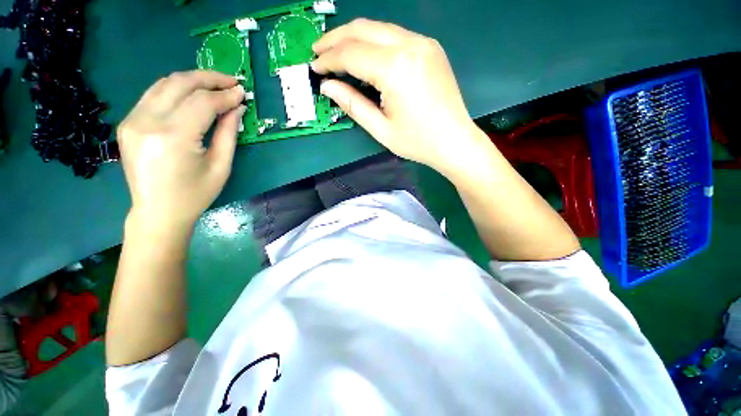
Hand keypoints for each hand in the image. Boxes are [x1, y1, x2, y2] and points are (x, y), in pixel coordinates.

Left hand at [117, 71, 245, 231]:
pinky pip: (153, 95)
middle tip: (231, 81)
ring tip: (215, 84)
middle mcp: (147, 122)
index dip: (225, 95)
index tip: (243, 92)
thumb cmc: (195, 194)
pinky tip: (192, 95)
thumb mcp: (220, 166)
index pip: (202, 102)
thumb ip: (228, 133)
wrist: (158, 212)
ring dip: (192, 80)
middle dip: (209, 78)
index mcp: (173, 137)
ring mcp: (133, 120)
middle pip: (180, 84)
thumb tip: (237, 108)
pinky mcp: (128, 123)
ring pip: (164, 84)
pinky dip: (175, 89)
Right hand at [312, 19, 483, 173]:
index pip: (351, 54)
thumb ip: (352, 104)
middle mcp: (410, 45)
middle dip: (336, 39)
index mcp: (395, 68)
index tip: (314, 68)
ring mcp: (423, 43)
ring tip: (337, 52)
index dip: (329, 60)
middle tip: (318, 51)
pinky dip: (374, 42)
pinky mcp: (430, 48)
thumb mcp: (381, 129)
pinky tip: (365, 55)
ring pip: (379, 28)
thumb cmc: (417, 142)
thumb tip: (328, 86)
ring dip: (354, 37)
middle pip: (363, 29)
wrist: (455, 141)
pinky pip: (395, 36)